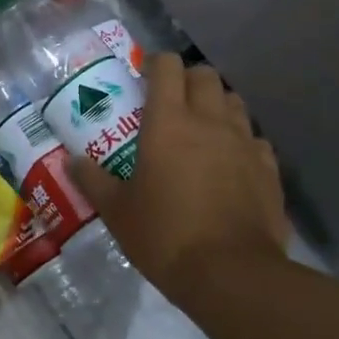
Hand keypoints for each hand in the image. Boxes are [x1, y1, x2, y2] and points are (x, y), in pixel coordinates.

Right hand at [68, 53, 289, 304]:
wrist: (231, 274)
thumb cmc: (165, 235)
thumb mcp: (117, 211)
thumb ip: (92, 180)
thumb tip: (70, 161)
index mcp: (169, 122)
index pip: (168, 66)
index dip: (155, 63)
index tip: (143, 76)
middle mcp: (209, 121)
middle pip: (205, 75)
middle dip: (187, 80)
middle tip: (170, 103)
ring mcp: (244, 143)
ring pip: (234, 102)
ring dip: (216, 105)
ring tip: (201, 129)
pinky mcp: (268, 169)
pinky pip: (255, 138)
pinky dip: (241, 140)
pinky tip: (230, 162)